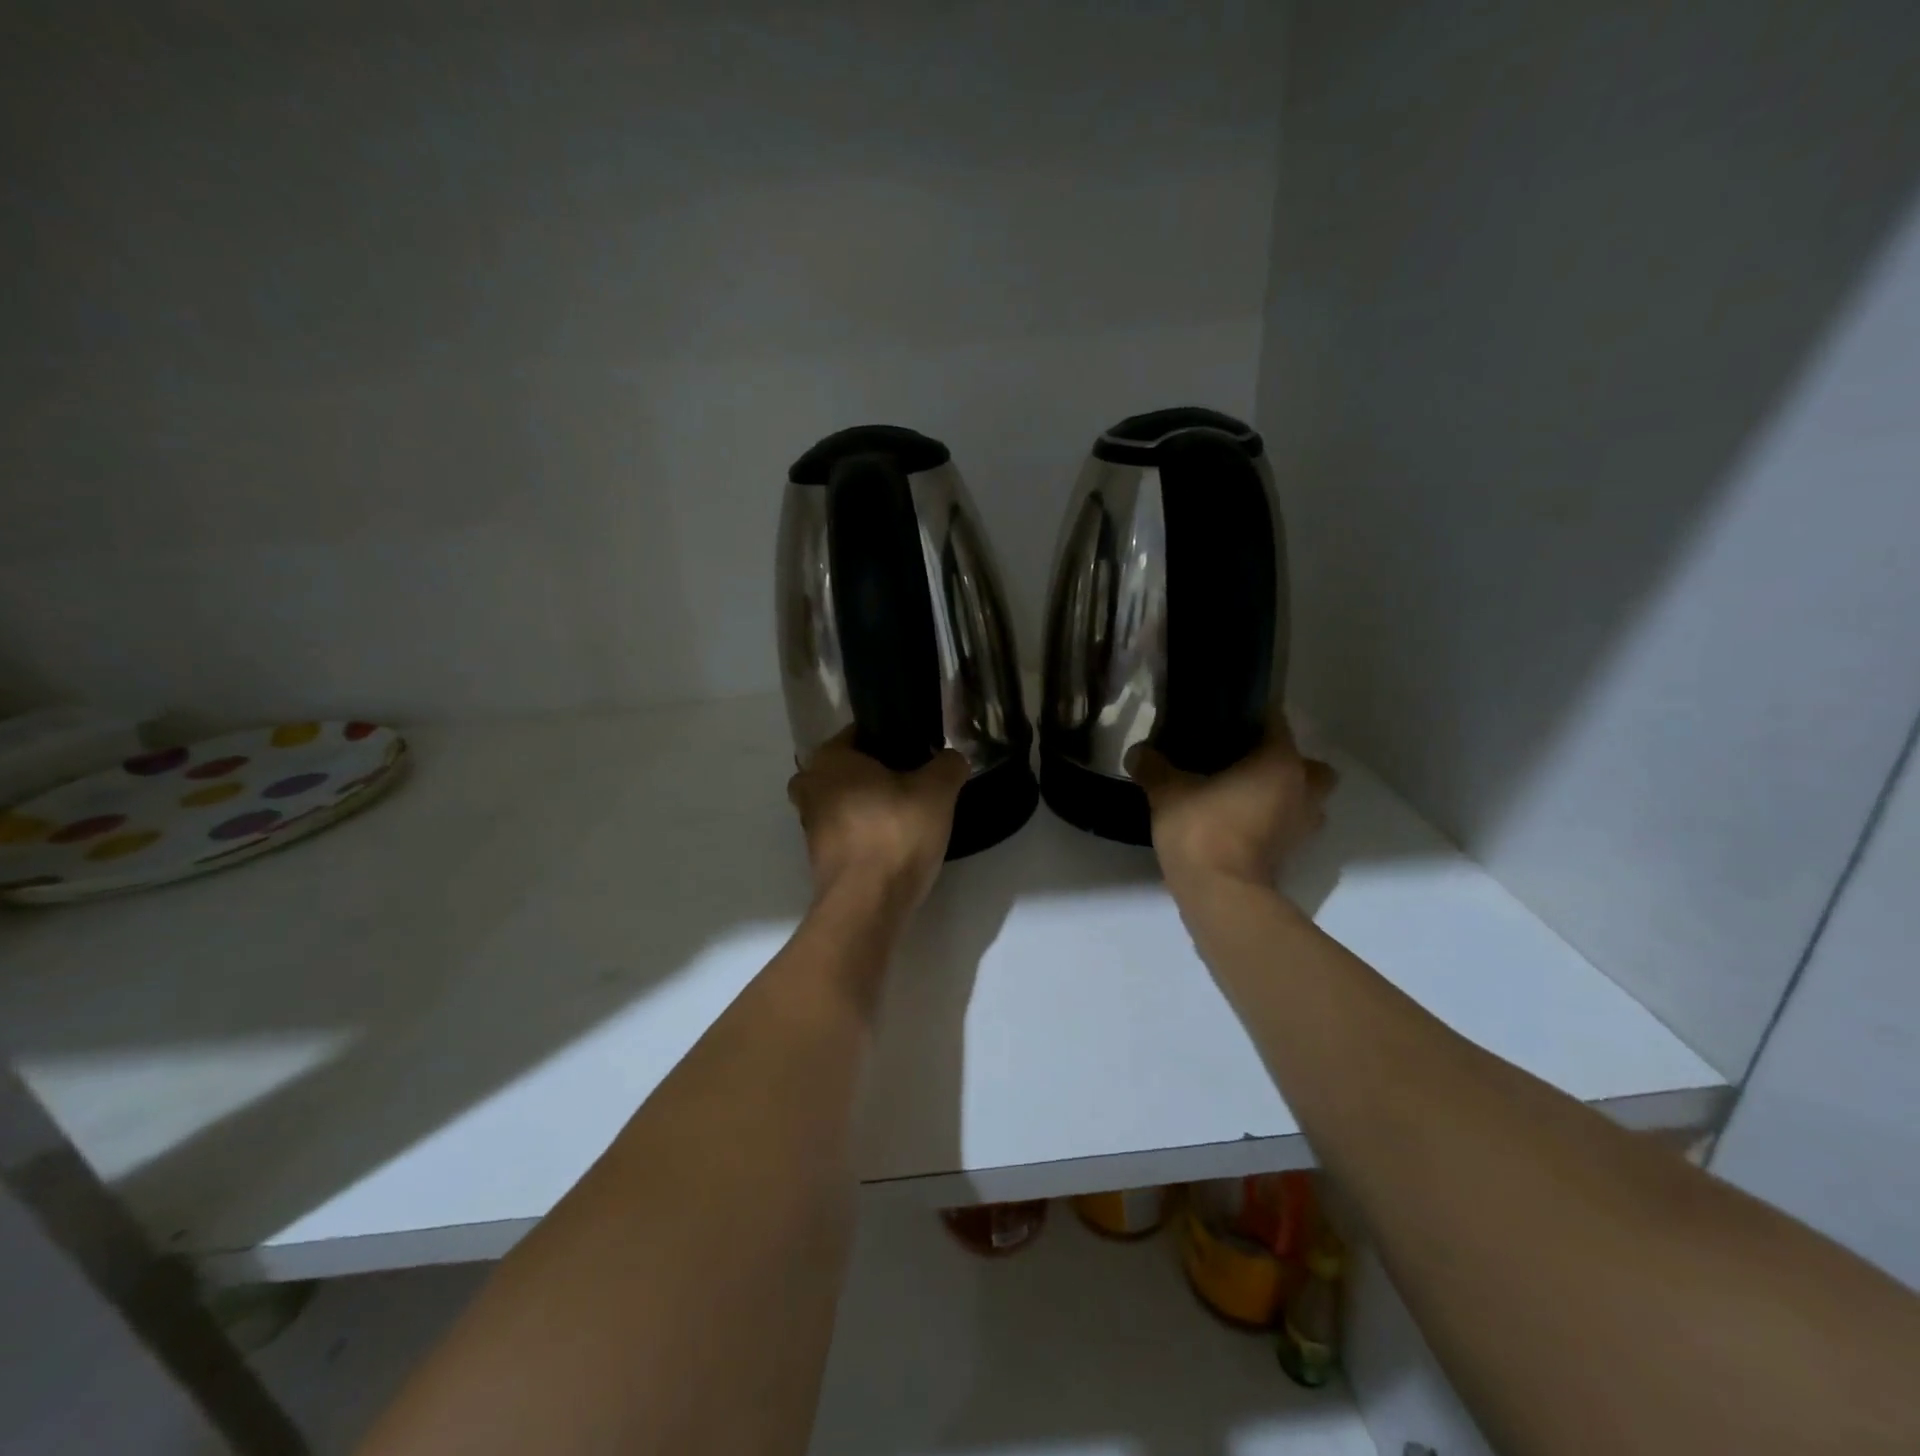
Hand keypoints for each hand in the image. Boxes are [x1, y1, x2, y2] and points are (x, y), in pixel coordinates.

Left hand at [787, 728, 968, 912]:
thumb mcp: (937, 791)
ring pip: (843, 801)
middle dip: (876, 773)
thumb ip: (948, 765)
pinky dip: (864, 833)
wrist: (867, 904)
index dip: (892, 739)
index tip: (919, 752)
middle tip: (912, 783)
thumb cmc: (896, 833)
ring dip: (868, 805)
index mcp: (830, 759)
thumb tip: (952, 757)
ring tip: (907, 814)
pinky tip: (894, 842)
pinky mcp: (819, 857)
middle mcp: (810, 786)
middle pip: (848, 769)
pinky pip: (845, 832)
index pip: (860, 733)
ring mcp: (810, 824)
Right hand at [1128, 722, 1337, 890]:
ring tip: (1244, 794)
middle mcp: (1303, 789)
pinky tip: (1240, 821)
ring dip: (1286, 795)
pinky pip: (1290, 825)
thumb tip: (1137, 752)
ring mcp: (1303, 826)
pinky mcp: (1292, 854)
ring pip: (1306, 799)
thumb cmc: (1202, 829)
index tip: (1225, 717)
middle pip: (1307, 765)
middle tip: (1247, 763)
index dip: (1251, 716)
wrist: (1220, 894)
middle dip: (1285, 762)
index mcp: (1280, 762)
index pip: (1276, 722)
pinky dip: (1274, 822)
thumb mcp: (1167, 792)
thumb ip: (1154, 767)